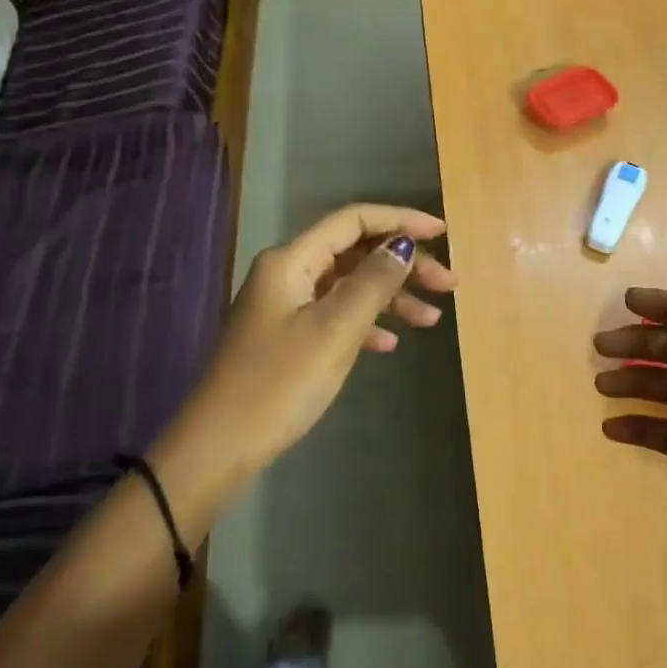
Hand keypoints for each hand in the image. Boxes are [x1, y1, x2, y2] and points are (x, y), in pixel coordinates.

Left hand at [189, 204, 456, 468]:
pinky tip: (390, 343)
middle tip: (448, 285)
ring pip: (348, 286)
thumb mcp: (335, 330)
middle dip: (403, 263)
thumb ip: (373, 282)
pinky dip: (365, 323)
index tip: (443, 233)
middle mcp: (287, 274)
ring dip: (390, 296)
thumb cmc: (279, 383)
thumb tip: (402, 245)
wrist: (218, 447)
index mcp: (292, 260)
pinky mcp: (285, 338)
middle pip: (354, 252)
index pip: (354, 221)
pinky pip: (335, 316)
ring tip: (431, 319)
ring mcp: (284, 307)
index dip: (401, 220)